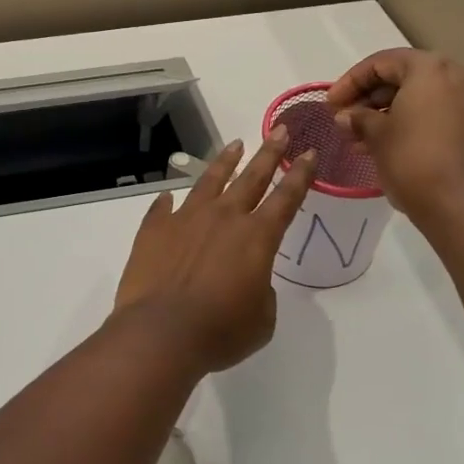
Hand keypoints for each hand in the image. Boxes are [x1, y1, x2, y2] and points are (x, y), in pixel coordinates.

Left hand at [112, 130, 316, 372]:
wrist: (161, 333)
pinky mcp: (154, 229)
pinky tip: (169, 196)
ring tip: (234, 145)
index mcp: (257, 238)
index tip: (309, 152)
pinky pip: (163, 208)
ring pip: (209, 181)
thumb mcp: (261, 318)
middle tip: (279, 130)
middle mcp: (223, 218)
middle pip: (252, 177)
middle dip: (269, 152)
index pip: (286, 198)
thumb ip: (260, 289)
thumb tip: (244, 277)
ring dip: (224, 162)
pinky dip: (168, 201)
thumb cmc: (220, 332)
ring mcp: (185, 219)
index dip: (301, 175)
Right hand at [324, 50, 463, 217]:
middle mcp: (462, 76)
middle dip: (372, 99)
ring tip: (363, 141)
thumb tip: (347, 116)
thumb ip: (358, 118)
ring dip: (393, 114)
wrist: (463, 207)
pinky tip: (394, 146)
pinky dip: (417, 123)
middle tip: (346, 122)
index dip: (351, 81)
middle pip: (407, 77)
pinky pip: (443, 115)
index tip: (330, 105)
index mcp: (432, 69)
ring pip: (426, 98)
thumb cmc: (413, 161)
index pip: (383, 63)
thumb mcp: (376, 136)